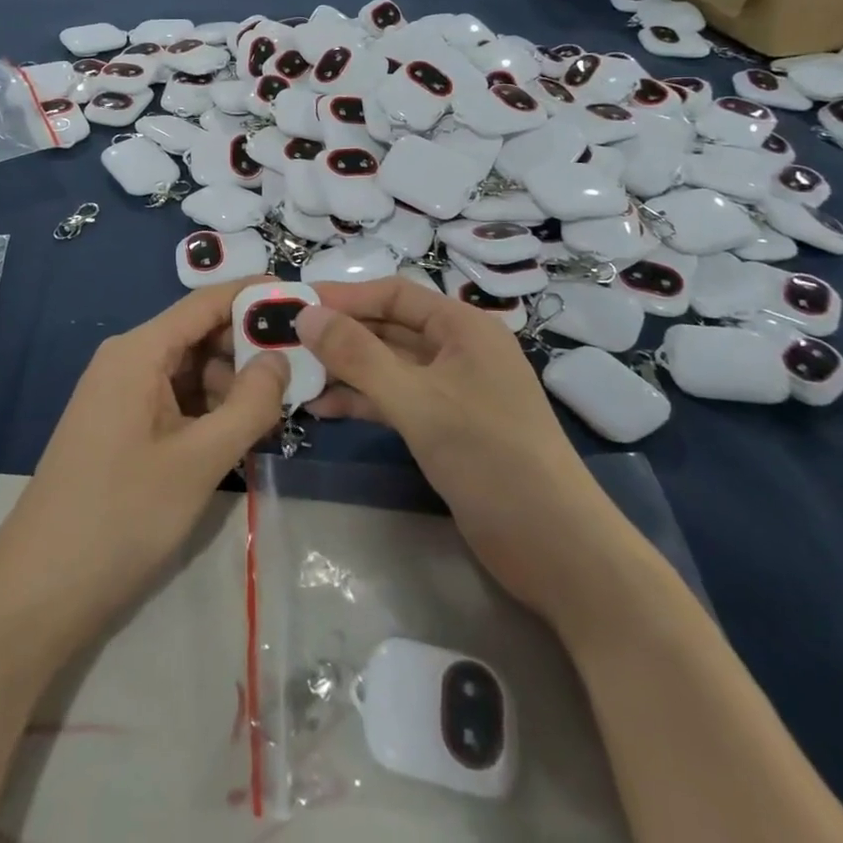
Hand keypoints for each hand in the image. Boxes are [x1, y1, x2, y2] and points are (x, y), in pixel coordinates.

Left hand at [0, 279, 288, 651]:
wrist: (40, 590)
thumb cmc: (122, 515)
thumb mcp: (199, 460)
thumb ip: (249, 404)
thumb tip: (280, 357)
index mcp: (139, 351)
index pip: (206, 302)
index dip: (253, 295)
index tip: (302, 300)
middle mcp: (127, 359)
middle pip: (198, 334)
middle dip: (247, 349)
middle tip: (300, 372)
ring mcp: (120, 393)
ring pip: (189, 370)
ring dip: (231, 384)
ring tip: (275, 412)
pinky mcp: (120, 425)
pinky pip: (173, 399)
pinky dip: (208, 409)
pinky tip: (238, 434)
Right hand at [287, 279, 613, 611]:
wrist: (558, 549)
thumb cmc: (491, 457)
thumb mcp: (417, 401)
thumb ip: (358, 356)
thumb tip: (306, 314)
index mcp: (464, 326)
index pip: (394, 294)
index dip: (344, 296)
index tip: (295, 305)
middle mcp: (458, 350)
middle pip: (389, 328)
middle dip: (339, 335)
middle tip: (284, 342)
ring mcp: (452, 391)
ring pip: (388, 367)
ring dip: (345, 370)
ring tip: (294, 377)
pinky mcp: (446, 428)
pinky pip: (395, 400)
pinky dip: (362, 401)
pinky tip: (323, 409)